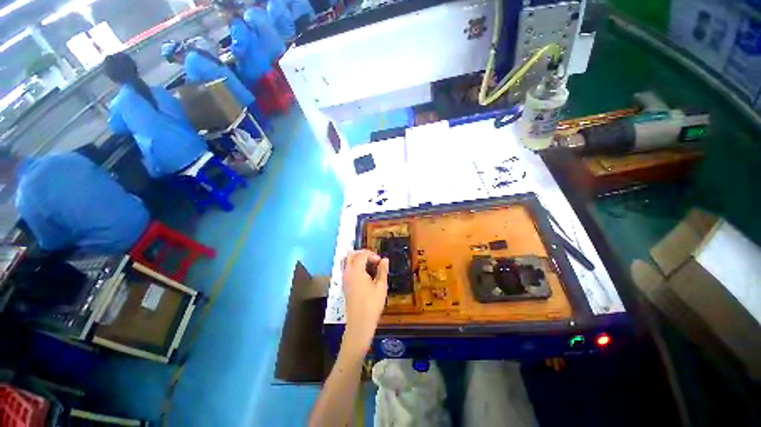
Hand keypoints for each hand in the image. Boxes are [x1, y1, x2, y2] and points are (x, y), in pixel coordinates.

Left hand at [341, 250, 387, 355]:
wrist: (360, 322)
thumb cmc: (372, 304)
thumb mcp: (381, 286)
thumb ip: (382, 270)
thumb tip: (385, 259)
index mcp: (356, 271)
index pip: (361, 255)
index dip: (372, 255)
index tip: (380, 261)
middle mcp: (347, 272)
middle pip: (351, 255)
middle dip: (362, 254)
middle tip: (373, 259)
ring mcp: (344, 279)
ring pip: (347, 261)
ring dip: (357, 259)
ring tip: (369, 265)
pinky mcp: (344, 285)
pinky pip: (347, 269)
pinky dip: (354, 266)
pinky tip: (364, 274)